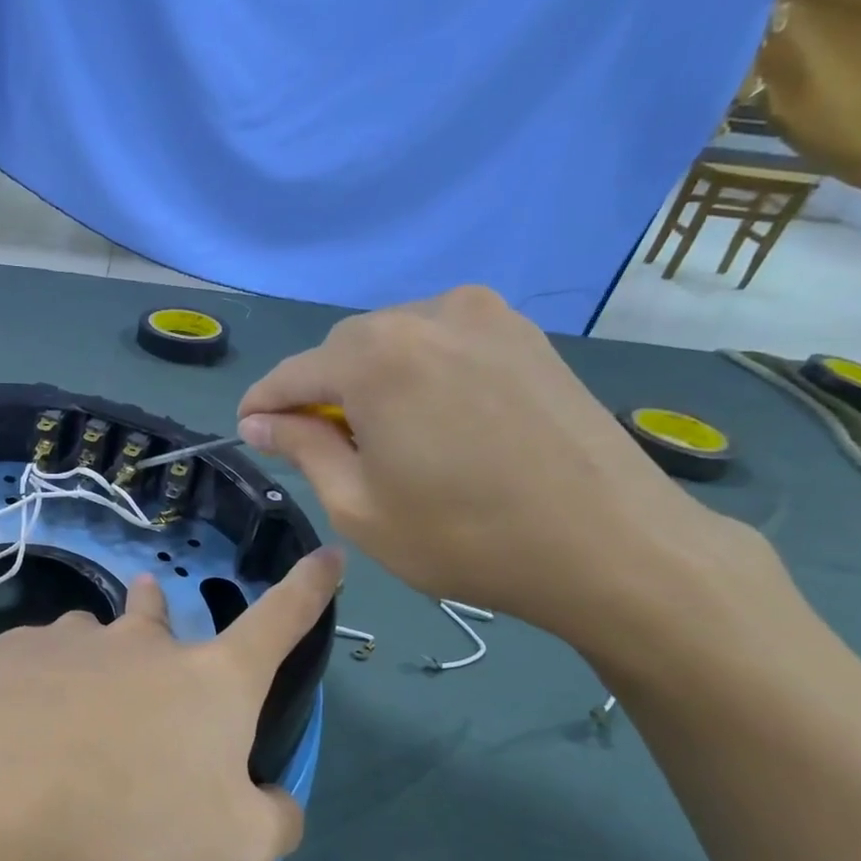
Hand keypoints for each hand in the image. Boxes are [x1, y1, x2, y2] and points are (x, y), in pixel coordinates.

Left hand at [0, 549, 343, 860]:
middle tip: (152, 608)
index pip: (279, 622)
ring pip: (92, 638)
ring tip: (75, 704)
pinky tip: (17, 729)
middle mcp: (142, 644)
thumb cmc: (126, 809)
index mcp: (210, 679)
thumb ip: (271, 821)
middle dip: (160, 612)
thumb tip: (276, 801)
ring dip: (95, 657)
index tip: (327, 553)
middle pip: (160, 616)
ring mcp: (71, 641)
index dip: (309, 589)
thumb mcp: (229, 844)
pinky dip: (37, 688)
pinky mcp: (9, 654)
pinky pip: (36, 665)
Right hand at [236, 286, 746, 646]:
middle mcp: (426, 315)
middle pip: (344, 350)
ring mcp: (485, 316)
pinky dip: (419, 374)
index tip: (248, 432)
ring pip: (394, 342)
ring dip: (371, 382)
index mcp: (375, 356)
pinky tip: (434, 421)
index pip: (292, 373)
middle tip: (324, 449)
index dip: (263, 405)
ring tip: (385, 439)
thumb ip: (302, 448)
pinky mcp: (524, 334)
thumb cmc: (464, 536)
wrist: (612, 545)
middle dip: (321, 393)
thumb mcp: (357, 505)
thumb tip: (259, 421)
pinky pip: (442, 342)